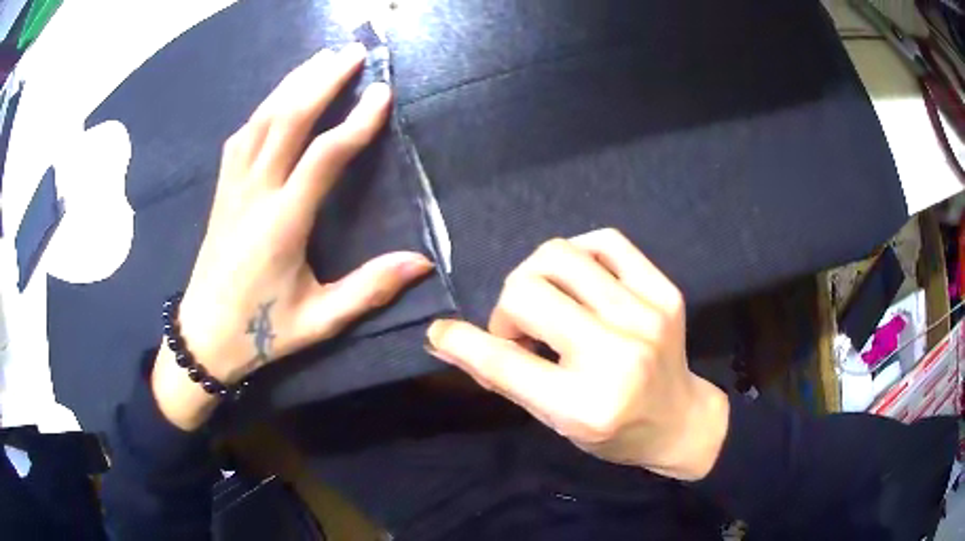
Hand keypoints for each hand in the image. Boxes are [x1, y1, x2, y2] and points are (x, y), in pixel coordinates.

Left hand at [153, 44, 432, 429]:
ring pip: (261, 119)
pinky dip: (265, 107)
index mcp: (281, 224)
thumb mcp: (318, 321)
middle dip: (322, 80)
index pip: (323, 158)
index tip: (383, 92)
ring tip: (322, 58)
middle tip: (354, 52)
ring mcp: (232, 187)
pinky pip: (243, 135)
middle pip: (287, 119)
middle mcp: (254, 194)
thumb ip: (367, 290)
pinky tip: (281, 96)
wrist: (202, 338)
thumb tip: (421, 262)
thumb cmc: (260, 332)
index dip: (356, 122)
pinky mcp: (221, 190)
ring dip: (293, 83)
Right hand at [426, 229, 728, 480]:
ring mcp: (646, 317)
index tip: (441, 331)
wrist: (679, 419)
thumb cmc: (613, 432)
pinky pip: (606, 241)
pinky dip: (579, 253)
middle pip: (528, 291)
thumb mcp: (553, 420)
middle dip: (507, 309)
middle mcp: (617, 355)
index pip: (504, 361)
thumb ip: (502, 377)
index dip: (461, 341)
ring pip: (560, 256)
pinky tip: (580, 278)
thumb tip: (446, 341)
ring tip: (549, 301)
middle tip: (520, 330)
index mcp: (585, 404)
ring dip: (536, 277)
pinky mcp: (665, 292)